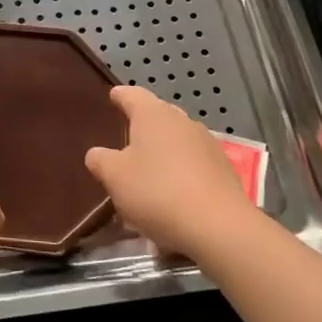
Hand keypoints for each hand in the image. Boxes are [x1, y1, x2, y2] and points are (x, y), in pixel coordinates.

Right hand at [86, 85, 254, 258]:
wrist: (219, 227)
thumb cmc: (158, 192)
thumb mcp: (115, 177)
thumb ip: (101, 160)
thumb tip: (97, 154)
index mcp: (153, 114)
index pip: (132, 95)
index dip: (120, 96)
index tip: (113, 96)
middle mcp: (182, 120)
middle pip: (158, 115)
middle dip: (143, 124)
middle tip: (128, 139)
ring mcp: (207, 143)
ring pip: (178, 140)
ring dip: (164, 150)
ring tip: (151, 172)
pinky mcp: (224, 169)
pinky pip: (195, 163)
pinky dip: (183, 171)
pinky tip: (175, 194)